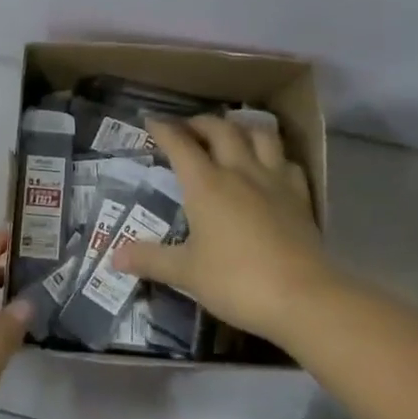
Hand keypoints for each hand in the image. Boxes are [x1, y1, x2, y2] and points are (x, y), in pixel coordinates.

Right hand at [114, 116, 336, 349]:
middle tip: (188, 128)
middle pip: (221, 130)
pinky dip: (274, 156)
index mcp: (206, 185)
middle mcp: (240, 172)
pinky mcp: (300, 198)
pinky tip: (270, 166)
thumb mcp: (186, 273)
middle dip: (201, 123)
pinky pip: (287, 163)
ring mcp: (274, 182)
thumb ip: (150, 260)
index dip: (164, 129)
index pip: (180, 144)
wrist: (304, 298)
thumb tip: (114, 256)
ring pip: (261, 136)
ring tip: (232, 133)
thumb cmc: (236, 281)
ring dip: (242, 128)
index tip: (151, 121)